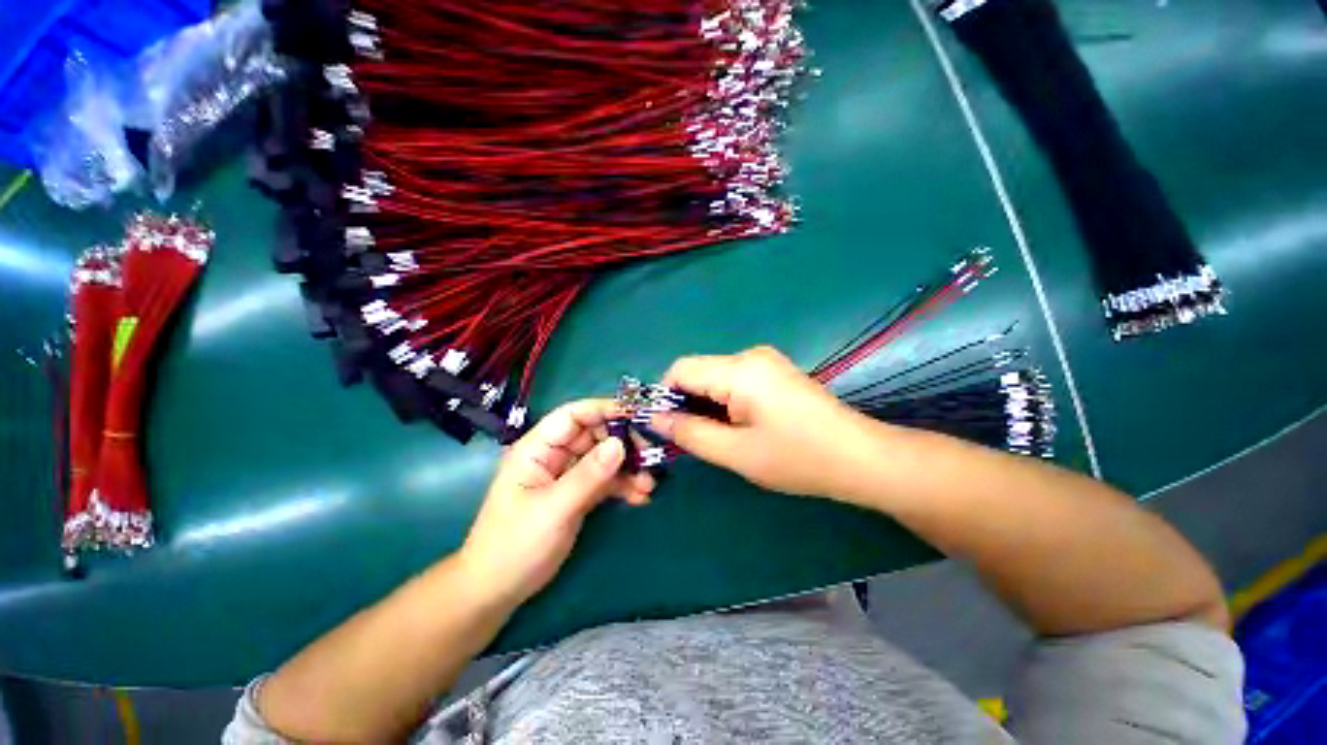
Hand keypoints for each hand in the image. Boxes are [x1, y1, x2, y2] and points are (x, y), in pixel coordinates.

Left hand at [459, 399, 655, 606]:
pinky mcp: (579, 494)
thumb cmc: (515, 545)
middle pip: (595, 434)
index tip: (637, 415)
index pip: (573, 415)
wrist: (498, 591)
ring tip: (649, 483)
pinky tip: (641, 496)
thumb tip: (621, 444)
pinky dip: (623, 486)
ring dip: (628, 467)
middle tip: (651, 454)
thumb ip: (588, 475)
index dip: (604, 410)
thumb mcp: (553, 509)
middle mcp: (555, 456)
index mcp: (538, 448)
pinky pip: (606, 481)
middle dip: (624, 442)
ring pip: (604, 458)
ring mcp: (568, 475)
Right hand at [650, 346, 875, 498]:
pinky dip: (725, 401)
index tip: (667, 427)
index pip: (680, 369)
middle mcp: (750, 355)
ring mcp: (766, 361)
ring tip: (719, 436)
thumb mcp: (736, 453)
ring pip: (715, 377)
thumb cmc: (798, 458)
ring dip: (707, 404)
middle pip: (698, 371)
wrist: (860, 457)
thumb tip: (655, 419)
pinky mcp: (775, 371)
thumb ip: (690, 433)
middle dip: (687, 402)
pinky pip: (734, 380)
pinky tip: (739, 425)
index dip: (665, 396)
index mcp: (739, 370)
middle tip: (693, 438)